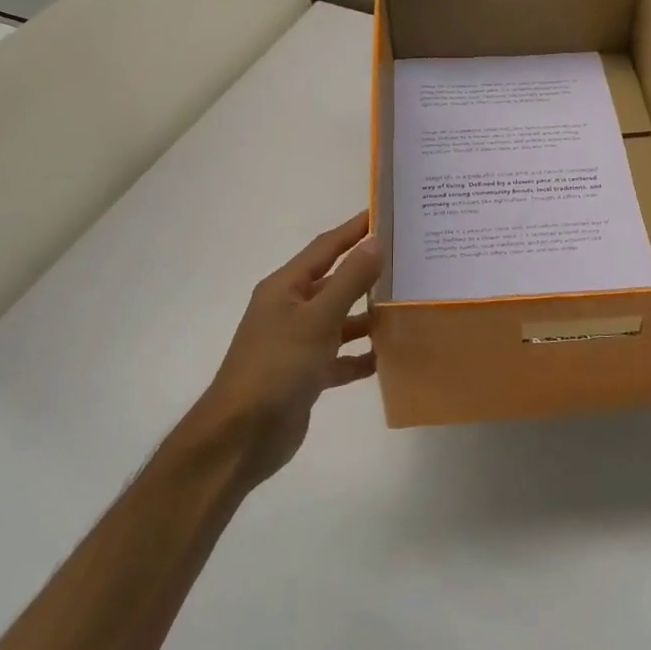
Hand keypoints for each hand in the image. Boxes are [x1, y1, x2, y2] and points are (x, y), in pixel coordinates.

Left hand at [198, 212, 382, 484]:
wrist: (241, 437)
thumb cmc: (277, 367)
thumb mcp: (317, 319)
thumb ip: (350, 280)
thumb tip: (376, 241)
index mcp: (286, 288)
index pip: (325, 247)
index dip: (354, 229)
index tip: (385, 212)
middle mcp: (291, 310)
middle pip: (335, 282)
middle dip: (368, 272)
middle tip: (409, 259)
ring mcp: (298, 344)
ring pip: (341, 320)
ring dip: (369, 316)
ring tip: (408, 305)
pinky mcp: (307, 375)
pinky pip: (341, 357)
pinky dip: (362, 356)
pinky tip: (390, 356)